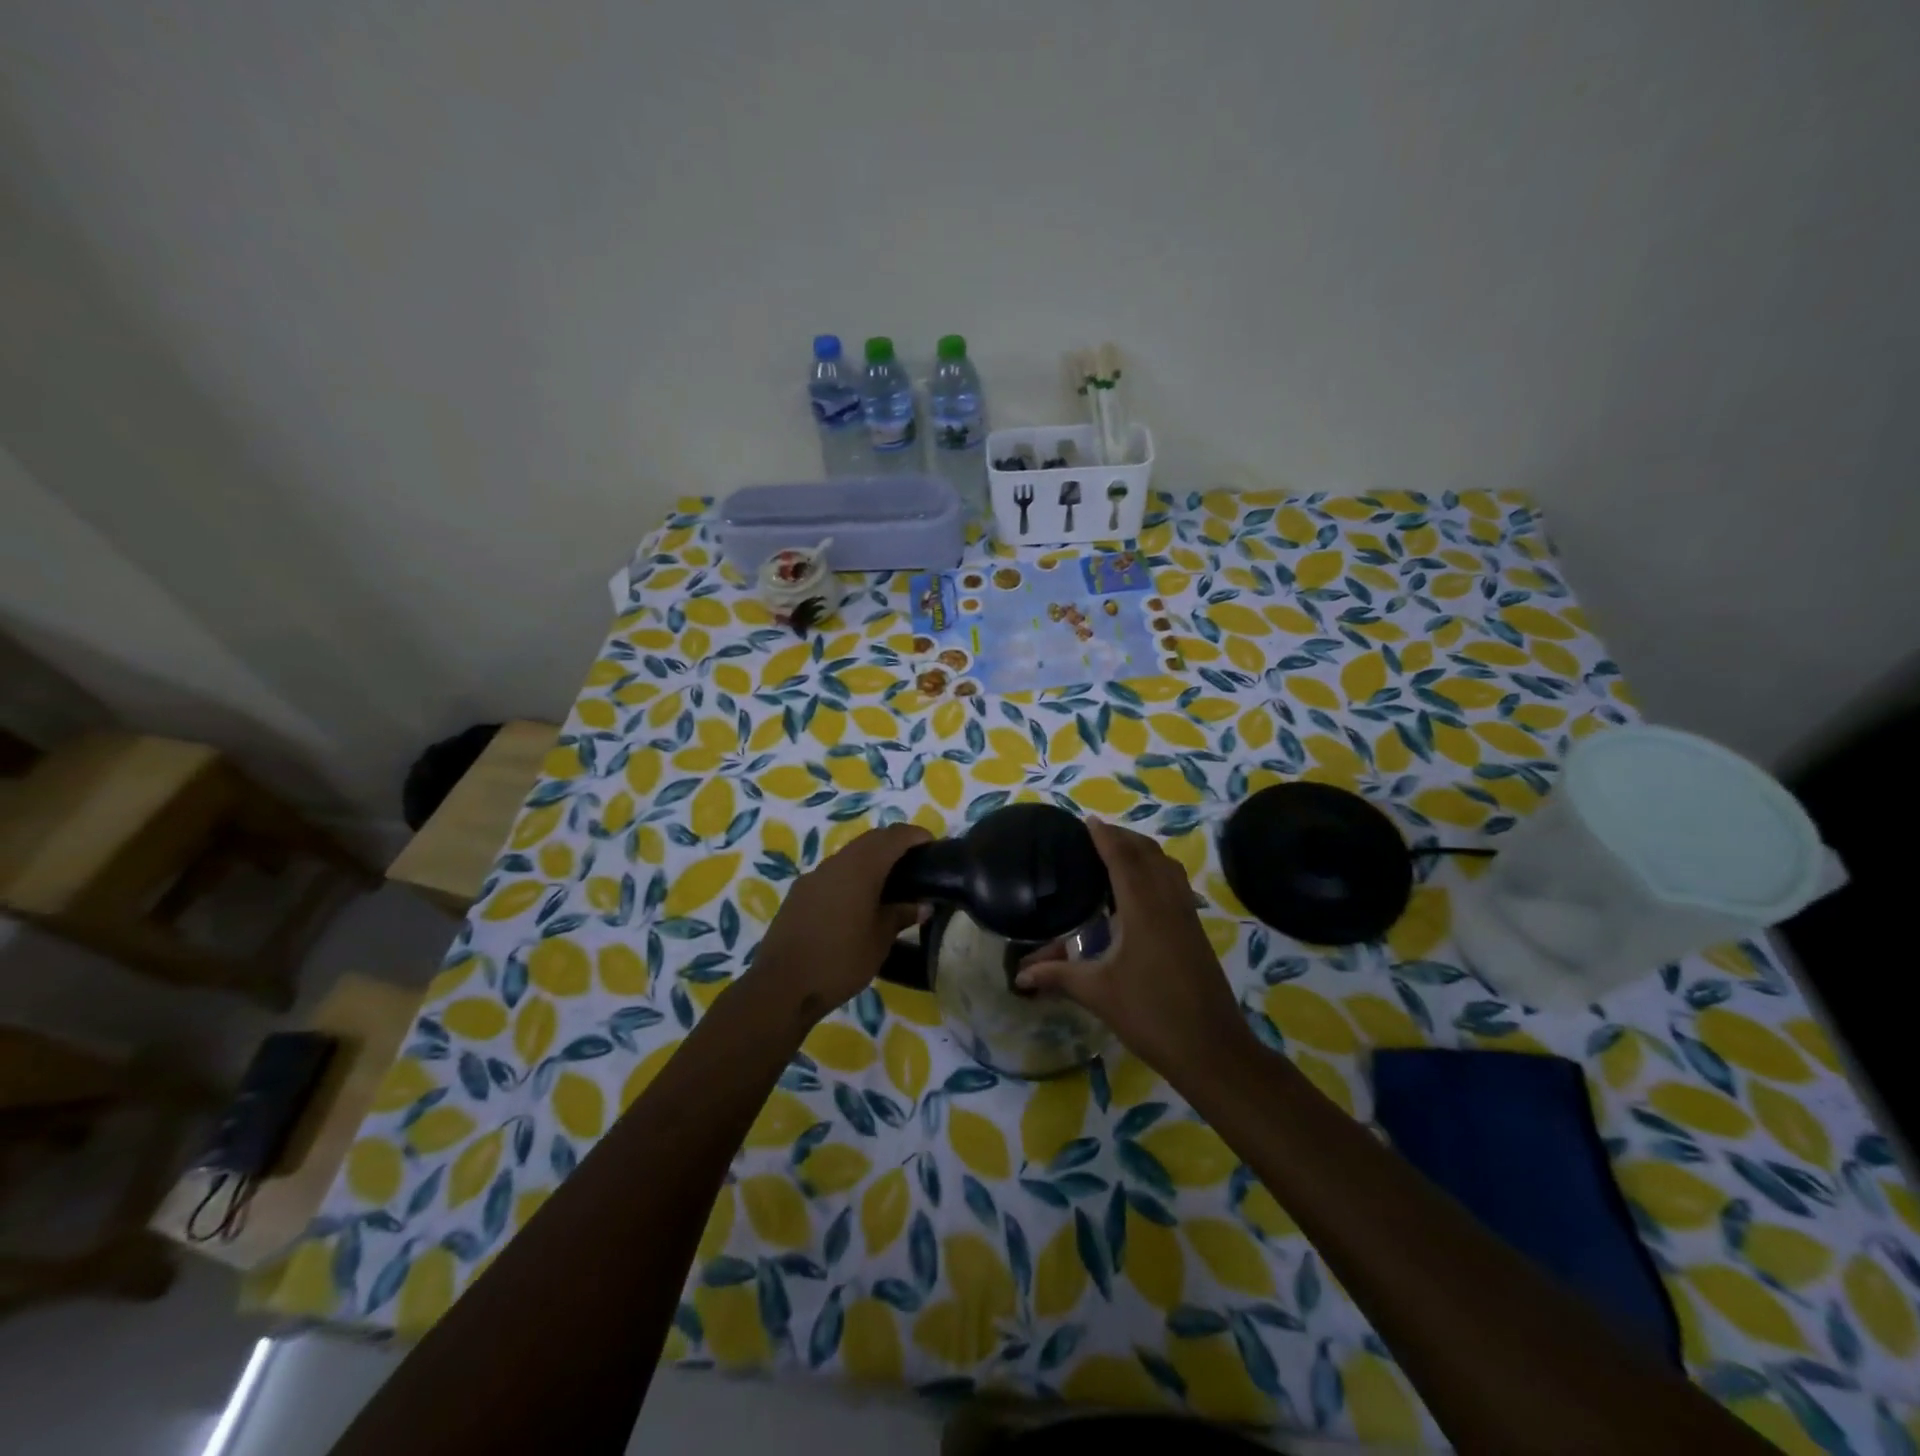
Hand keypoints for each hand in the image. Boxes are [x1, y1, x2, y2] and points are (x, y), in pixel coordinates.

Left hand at [748, 822, 930, 1018]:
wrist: (781, 987)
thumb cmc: (840, 961)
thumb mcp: (879, 940)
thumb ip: (901, 915)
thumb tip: (922, 904)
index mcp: (860, 868)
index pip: (894, 837)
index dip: (916, 835)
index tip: (933, 844)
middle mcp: (836, 863)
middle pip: (871, 840)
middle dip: (895, 843)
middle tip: (916, 862)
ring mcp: (814, 876)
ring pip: (849, 855)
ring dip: (872, 859)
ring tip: (891, 882)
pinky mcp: (799, 893)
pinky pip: (833, 873)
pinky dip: (852, 875)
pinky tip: (859, 900)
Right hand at [1017, 819, 1255, 1082]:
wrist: (1213, 1049)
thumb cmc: (1151, 1015)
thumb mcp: (1098, 993)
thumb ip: (1057, 977)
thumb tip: (1018, 975)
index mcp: (1143, 909)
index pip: (1122, 858)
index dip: (1104, 836)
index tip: (1087, 821)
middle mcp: (1168, 902)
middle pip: (1148, 854)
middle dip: (1123, 838)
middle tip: (1095, 835)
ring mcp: (1187, 916)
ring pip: (1167, 866)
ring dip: (1143, 852)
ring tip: (1117, 854)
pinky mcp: (1195, 931)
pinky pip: (1175, 884)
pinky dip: (1156, 871)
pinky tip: (1140, 891)